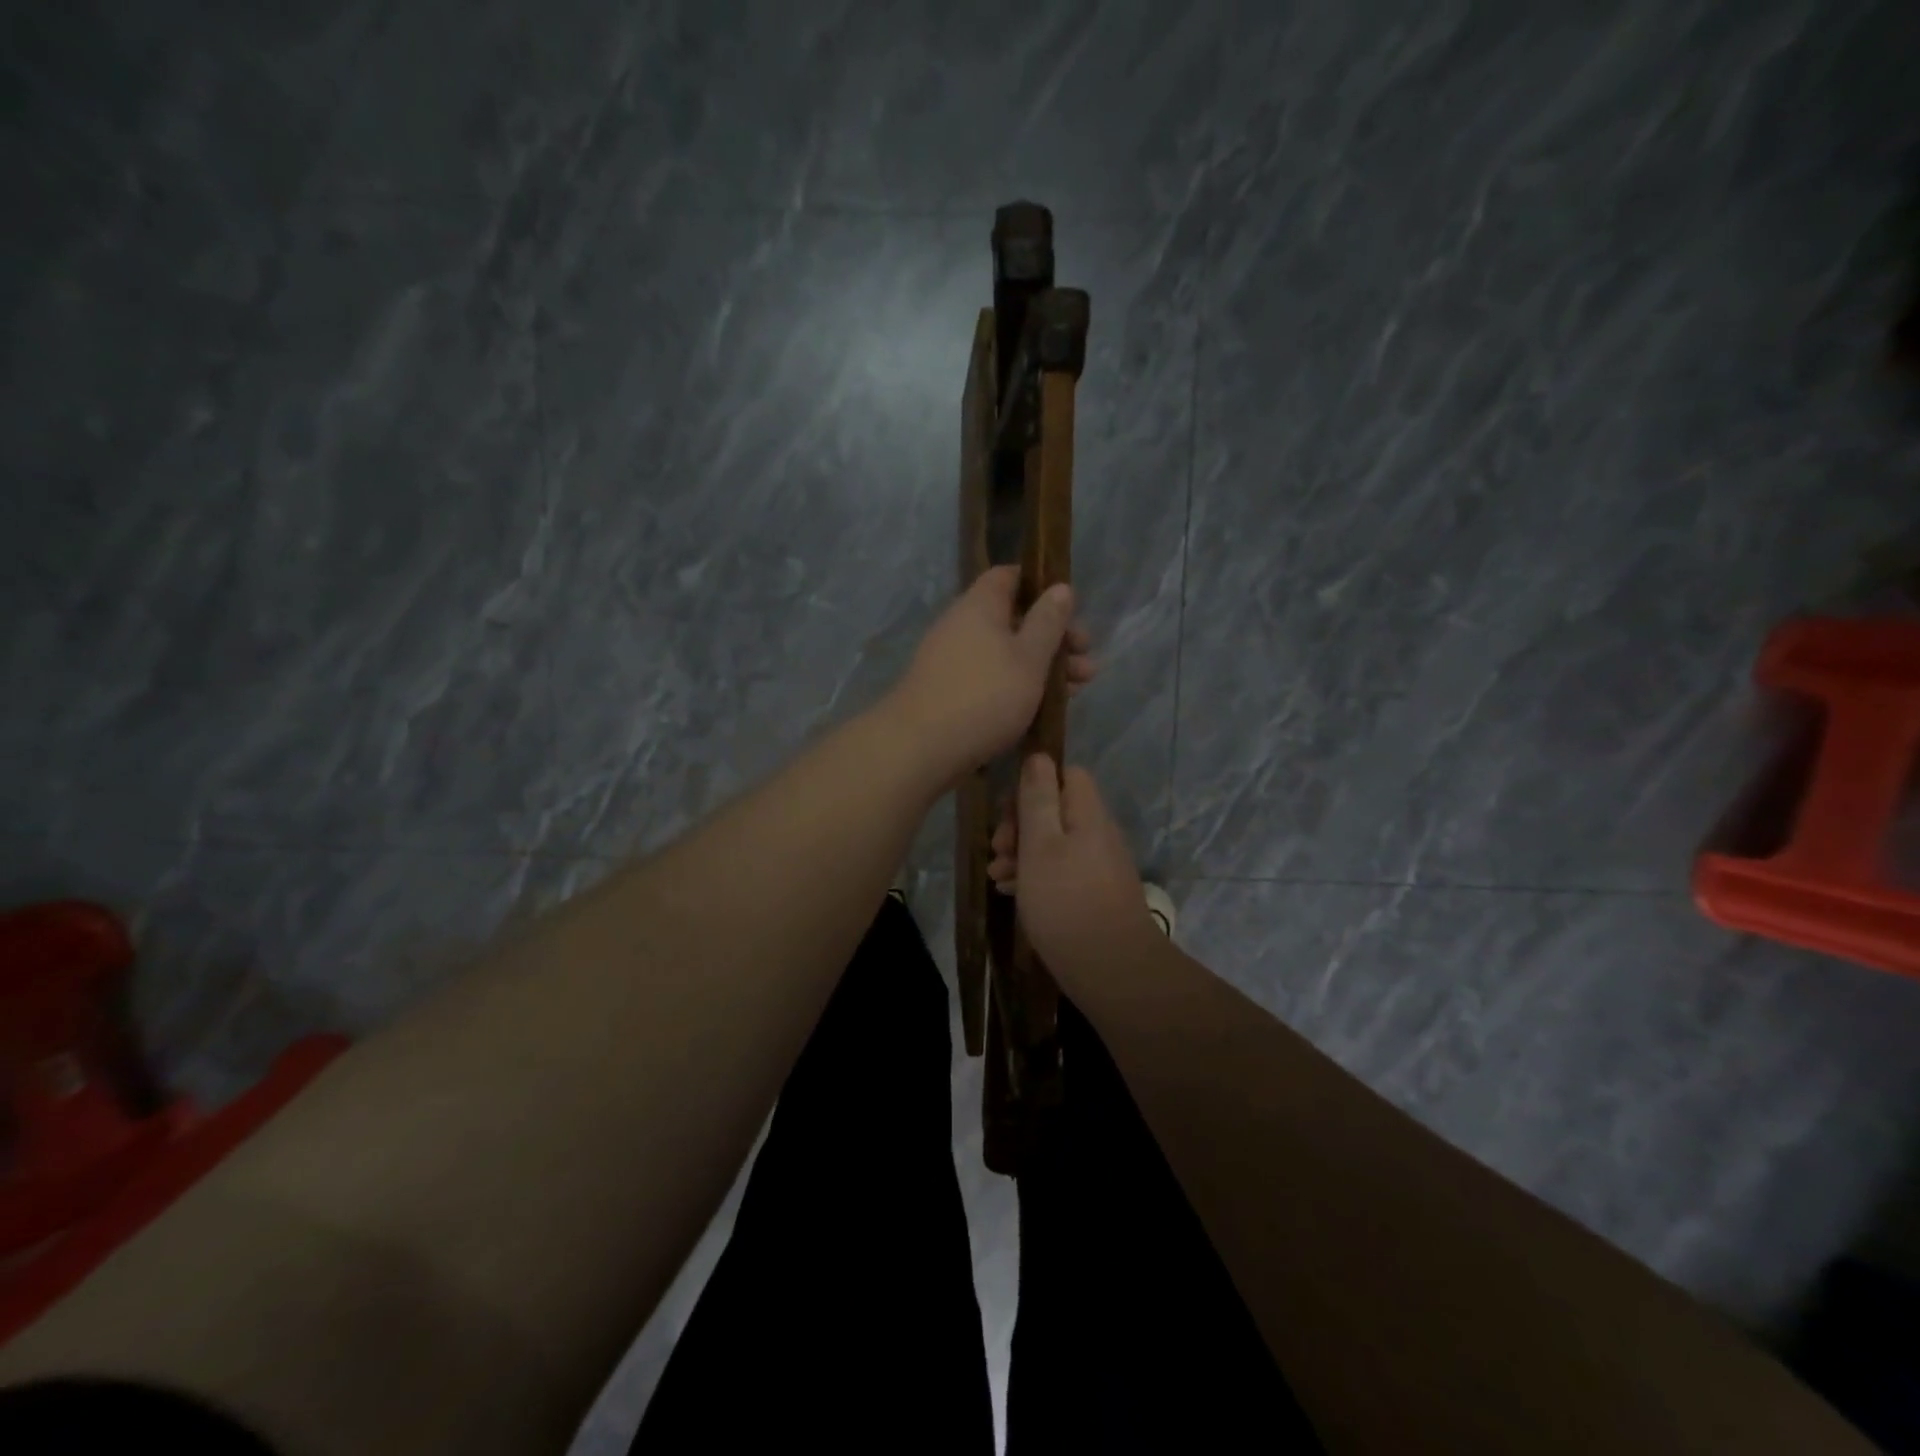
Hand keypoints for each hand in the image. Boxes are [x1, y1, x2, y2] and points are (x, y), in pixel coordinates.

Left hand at [887, 566, 1093, 779]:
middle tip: (1086, 662)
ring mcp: (952, 661)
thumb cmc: (985, 695)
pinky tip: (1042, 709)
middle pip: (1014, 620)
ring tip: (1077, 691)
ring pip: (1005, 654)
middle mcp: (961, 626)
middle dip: (1054, 639)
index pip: (1009, 577)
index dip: (1041, 587)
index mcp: (979, 606)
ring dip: (1042, 667)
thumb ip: (1048, 622)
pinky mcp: (949, 692)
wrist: (920, 747)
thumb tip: (1060, 587)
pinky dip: (1017, 687)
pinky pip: (990, 679)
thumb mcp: (1029, 657)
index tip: (1070, 610)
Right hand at [988, 754, 1156, 974]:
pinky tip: (1013, 894)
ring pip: (1055, 844)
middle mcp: (1097, 834)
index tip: (1008, 814)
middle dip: (1020, 826)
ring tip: (998, 878)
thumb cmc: (1066, 901)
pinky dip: (1036, 876)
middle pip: (1056, 811)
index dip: (1034, 785)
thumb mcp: (1040, 845)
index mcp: (1088, 814)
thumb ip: (1038, 799)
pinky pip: (1061, 871)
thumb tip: (1039, 756)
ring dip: (1023, 854)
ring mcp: (1099, 865)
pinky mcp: (1095, 894)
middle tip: (997, 851)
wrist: (1112, 969)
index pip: (1066, 775)